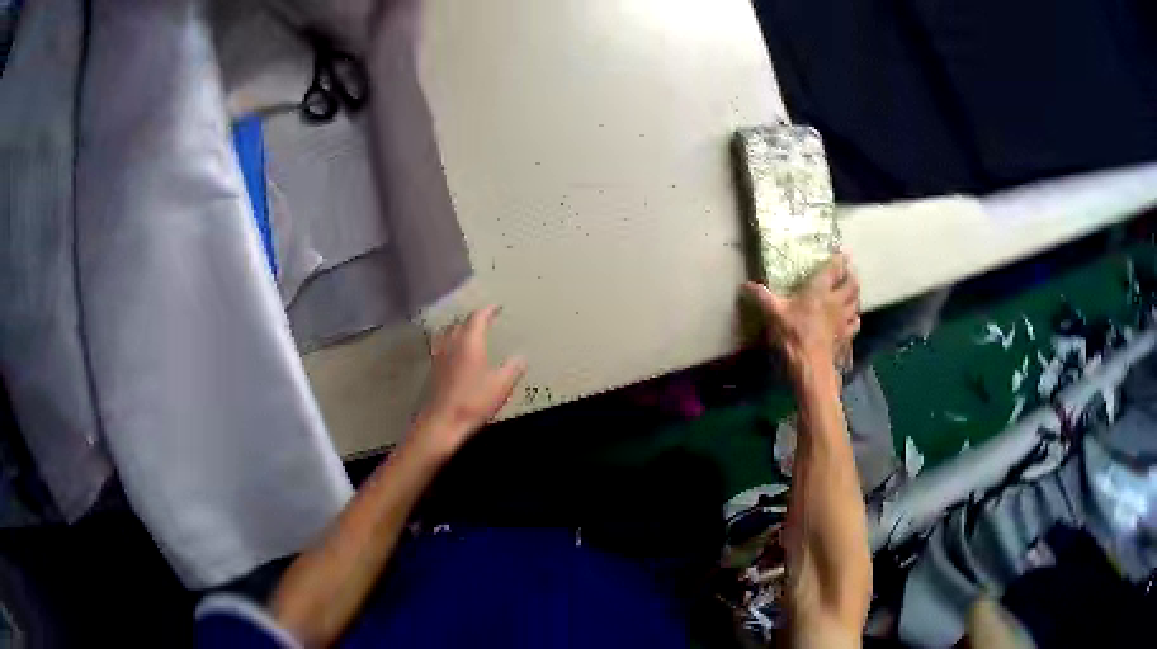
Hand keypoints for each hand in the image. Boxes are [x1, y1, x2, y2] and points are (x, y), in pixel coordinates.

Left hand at [411, 306, 526, 458]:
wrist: (443, 422)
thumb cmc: (474, 401)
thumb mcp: (502, 385)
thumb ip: (513, 368)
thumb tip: (521, 357)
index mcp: (470, 341)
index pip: (478, 317)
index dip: (488, 310)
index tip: (497, 307)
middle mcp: (452, 343)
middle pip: (460, 322)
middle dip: (473, 318)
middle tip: (485, 318)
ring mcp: (439, 356)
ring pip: (448, 332)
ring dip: (458, 327)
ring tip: (467, 330)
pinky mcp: (433, 369)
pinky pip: (442, 345)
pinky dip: (450, 341)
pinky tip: (454, 351)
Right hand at [743, 253, 860, 374]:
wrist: (810, 364)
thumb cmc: (793, 334)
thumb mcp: (774, 313)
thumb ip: (762, 297)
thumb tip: (745, 285)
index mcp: (819, 290)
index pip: (834, 270)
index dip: (840, 260)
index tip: (844, 252)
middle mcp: (835, 301)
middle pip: (851, 284)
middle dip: (852, 275)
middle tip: (850, 270)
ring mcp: (843, 318)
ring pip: (856, 301)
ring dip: (856, 294)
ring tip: (853, 290)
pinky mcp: (846, 335)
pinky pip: (855, 322)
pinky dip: (855, 317)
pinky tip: (853, 318)